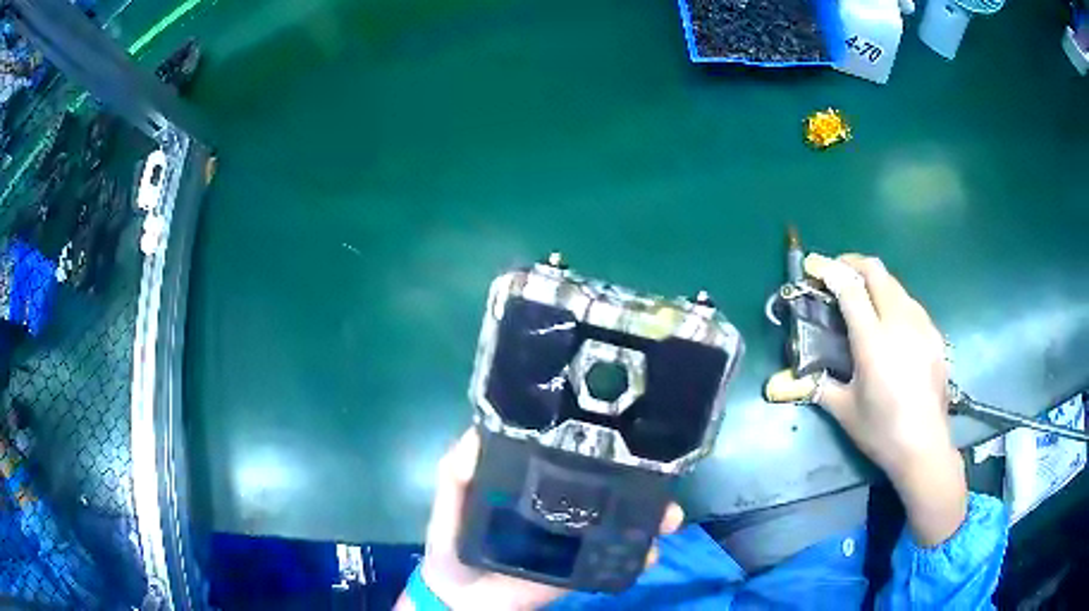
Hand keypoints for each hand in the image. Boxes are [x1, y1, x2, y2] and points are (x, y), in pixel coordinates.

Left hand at [396, 429, 684, 609]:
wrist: (461, 598)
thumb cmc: (452, 543)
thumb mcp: (450, 499)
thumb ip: (457, 470)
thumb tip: (478, 434)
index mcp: (533, 485)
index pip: (572, 458)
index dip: (599, 445)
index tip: (629, 429)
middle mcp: (561, 507)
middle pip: (609, 488)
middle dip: (640, 480)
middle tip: (662, 478)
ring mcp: (574, 539)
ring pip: (621, 522)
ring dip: (650, 517)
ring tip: (668, 517)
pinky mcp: (580, 569)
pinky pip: (615, 560)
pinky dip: (638, 556)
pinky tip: (650, 552)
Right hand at [766, 254, 965, 546]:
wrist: (925, 447)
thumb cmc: (881, 432)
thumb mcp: (844, 411)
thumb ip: (819, 385)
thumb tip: (788, 381)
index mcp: (873, 342)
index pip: (850, 288)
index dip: (829, 270)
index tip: (814, 265)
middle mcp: (899, 323)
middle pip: (876, 272)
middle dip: (853, 263)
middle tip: (837, 273)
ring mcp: (922, 325)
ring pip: (896, 284)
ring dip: (875, 281)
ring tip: (863, 298)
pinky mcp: (935, 334)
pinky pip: (911, 303)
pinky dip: (894, 300)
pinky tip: (890, 324)